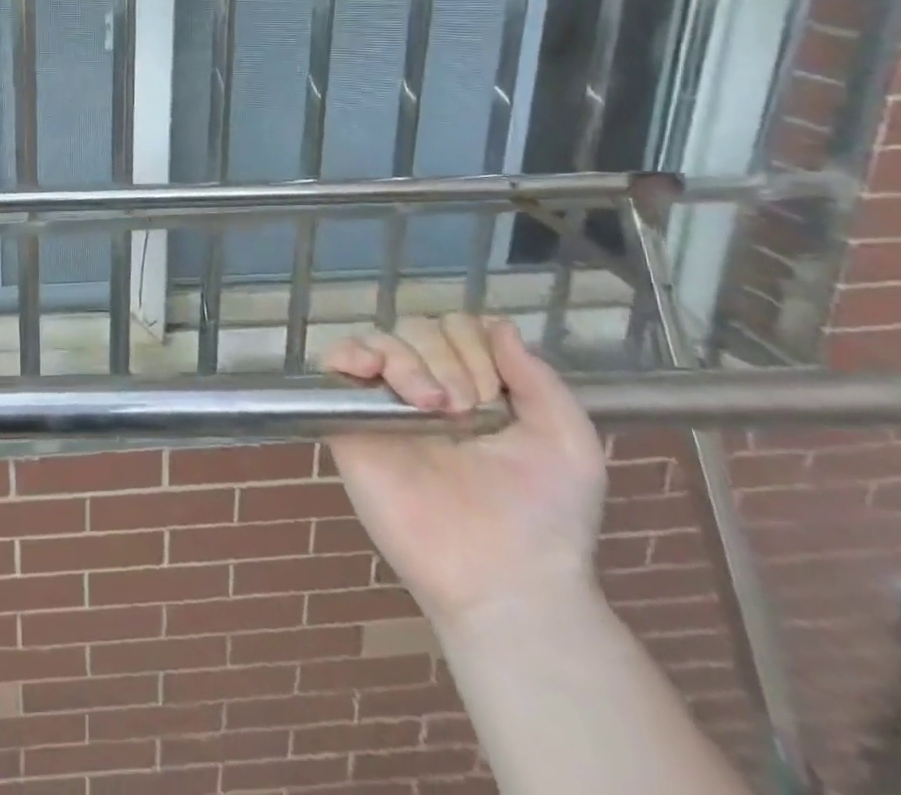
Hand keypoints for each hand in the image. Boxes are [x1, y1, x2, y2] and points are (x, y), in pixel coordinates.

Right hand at [323, 315, 605, 627]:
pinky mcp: (349, 421)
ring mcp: (386, 403)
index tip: (494, 395)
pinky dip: (347, 352)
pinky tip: (368, 369)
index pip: (458, 327)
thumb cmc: (544, 516)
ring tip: (430, 406)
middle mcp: (427, 387)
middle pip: (419, 327)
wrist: (504, 578)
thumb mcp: (567, 441)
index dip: (474, 346)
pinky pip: (333, 364)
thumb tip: (496, 323)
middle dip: (447, 358)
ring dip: (408, 361)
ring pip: (381, 339)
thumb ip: (538, 377)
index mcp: (473, 386)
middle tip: (465, 412)